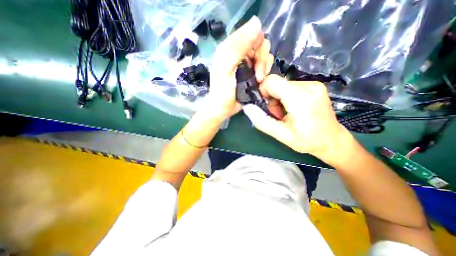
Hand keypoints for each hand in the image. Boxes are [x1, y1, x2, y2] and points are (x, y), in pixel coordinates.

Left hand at [206, 16, 273, 119]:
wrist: (224, 108)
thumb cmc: (222, 90)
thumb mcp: (227, 69)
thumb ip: (239, 49)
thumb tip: (257, 23)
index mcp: (229, 47)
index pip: (248, 32)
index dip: (255, 42)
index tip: (254, 57)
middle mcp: (239, 52)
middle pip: (259, 43)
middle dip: (261, 58)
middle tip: (258, 73)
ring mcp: (247, 62)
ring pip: (264, 54)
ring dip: (264, 67)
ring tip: (258, 79)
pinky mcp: (253, 72)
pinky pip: (266, 65)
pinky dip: (265, 71)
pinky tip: (260, 80)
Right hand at [242, 75, 351, 160]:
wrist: (332, 140)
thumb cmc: (307, 141)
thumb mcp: (281, 135)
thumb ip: (262, 121)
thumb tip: (247, 107)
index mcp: (301, 99)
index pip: (272, 81)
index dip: (263, 91)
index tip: (265, 105)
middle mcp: (309, 86)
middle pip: (277, 83)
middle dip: (272, 98)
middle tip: (277, 114)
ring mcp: (313, 84)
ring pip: (283, 85)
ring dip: (279, 98)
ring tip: (285, 113)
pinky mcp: (314, 85)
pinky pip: (291, 86)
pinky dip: (286, 96)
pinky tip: (292, 108)